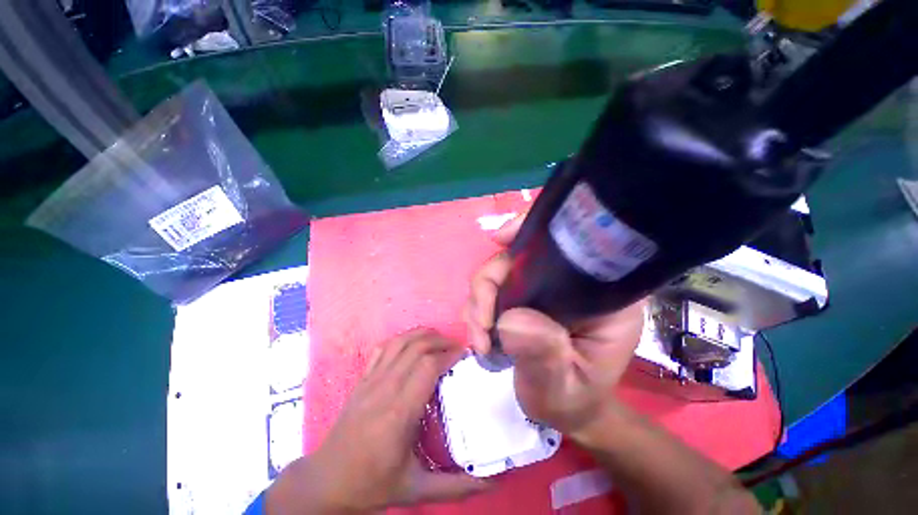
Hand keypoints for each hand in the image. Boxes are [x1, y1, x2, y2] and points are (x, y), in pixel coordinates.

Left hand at [267, 330, 488, 513]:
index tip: (465, 354)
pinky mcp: (361, 380)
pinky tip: (412, 343)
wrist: (325, 482)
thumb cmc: (371, 485)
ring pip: (400, 342)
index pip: (428, 367)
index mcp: (399, 412)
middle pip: (417, 348)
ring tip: (439, 338)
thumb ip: (456, 486)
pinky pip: (382, 349)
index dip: (449, 355)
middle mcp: (385, 389)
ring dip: (422, 334)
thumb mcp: (416, 490)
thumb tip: (491, 484)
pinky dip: (401, 339)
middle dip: (440, 341)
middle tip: (457, 346)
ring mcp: (370, 381)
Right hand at [465, 215, 645, 436]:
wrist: (564, 409)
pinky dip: (478, 308)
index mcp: (600, 292)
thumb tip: (510, 319)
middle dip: (489, 284)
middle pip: (519, 256)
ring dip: (479, 301)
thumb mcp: (563, 386)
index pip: (571, 244)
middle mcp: (569, 280)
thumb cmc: (574, 399)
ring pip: (499, 271)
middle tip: (481, 326)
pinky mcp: (522, 296)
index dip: (532, 234)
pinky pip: (490, 288)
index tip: (499, 241)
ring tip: (481, 340)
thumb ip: (544, 354)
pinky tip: (480, 335)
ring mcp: (542, 287)